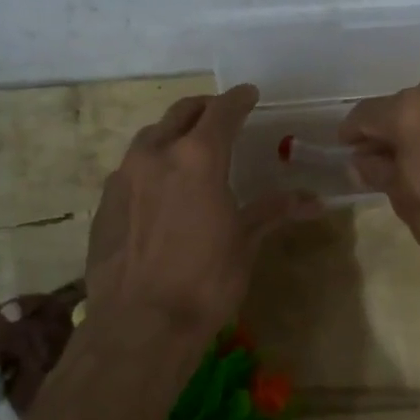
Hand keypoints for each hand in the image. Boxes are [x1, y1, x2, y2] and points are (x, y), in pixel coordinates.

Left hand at [85, 85, 305, 344]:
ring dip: (173, 132)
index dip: (239, 99)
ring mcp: (124, 177)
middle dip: (204, 108)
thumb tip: (314, 200)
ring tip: (188, 146)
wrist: (139, 325)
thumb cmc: (205, 281)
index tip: (249, 94)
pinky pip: (131, 168)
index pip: (222, 111)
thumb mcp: (245, 242)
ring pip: (151, 137)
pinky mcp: (104, 202)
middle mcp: (157, 155)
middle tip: (220, 114)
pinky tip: (158, 188)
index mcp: (198, 158)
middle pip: (182, 112)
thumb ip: (273, 211)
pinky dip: (150, 164)